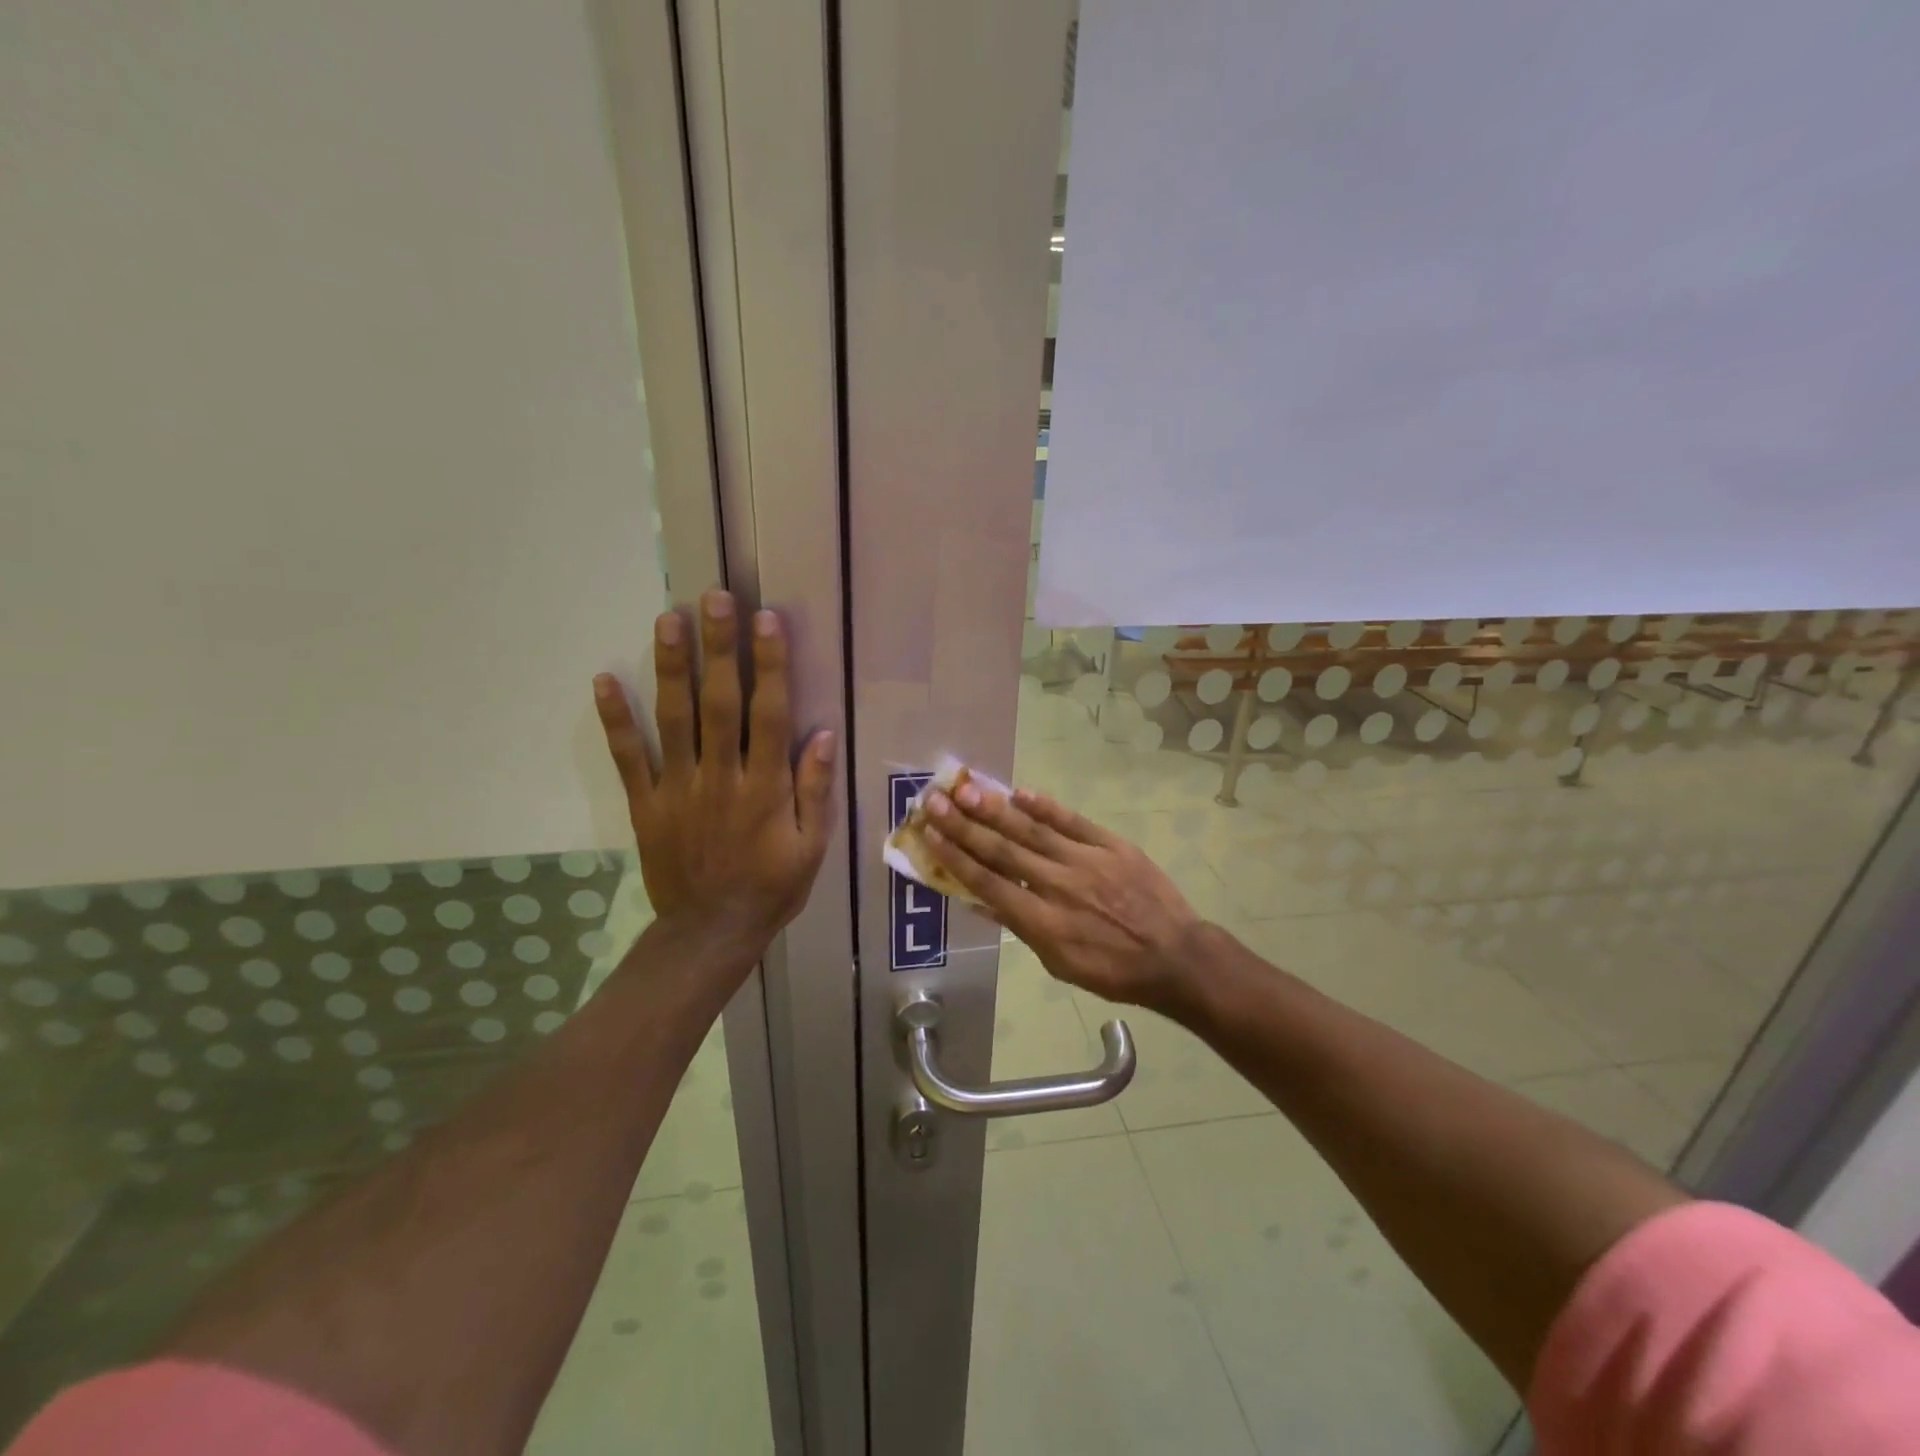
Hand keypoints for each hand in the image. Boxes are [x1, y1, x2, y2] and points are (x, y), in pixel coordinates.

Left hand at [593, 590, 835, 957]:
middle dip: (719, 648)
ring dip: (671, 668)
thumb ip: (815, 790)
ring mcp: (678, 789)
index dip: (769, 665)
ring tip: (668, 619)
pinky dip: (615, 720)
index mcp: (764, 787)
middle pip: (720, 703)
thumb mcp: (812, 847)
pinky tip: (605, 680)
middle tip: (714, 598)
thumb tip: (824, 735)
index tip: (766, 621)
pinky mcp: (647, 804)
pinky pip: (628, 758)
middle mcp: (720, 778)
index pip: (768, 714)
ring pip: (674, 719)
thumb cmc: (772, 887)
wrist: (711, 933)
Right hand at [923, 783, 1203, 1013]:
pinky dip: (1046, 806)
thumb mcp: (1059, 964)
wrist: (1175, 957)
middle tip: (934, 801)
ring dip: (996, 809)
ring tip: (966, 789)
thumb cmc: (1112, 971)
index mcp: (1043, 922)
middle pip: (1003, 851)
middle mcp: (1059, 886)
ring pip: (1033, 830)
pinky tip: (1020, 792)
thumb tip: (978, 902)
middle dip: (964, 825)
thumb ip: (1019, 928)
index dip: (956, 858)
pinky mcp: (1112, 846)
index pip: (989, 883)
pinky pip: (1073, 822)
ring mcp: (1087, 861)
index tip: (930, 835)